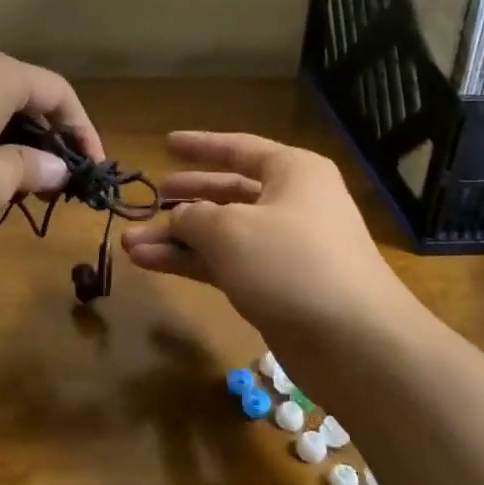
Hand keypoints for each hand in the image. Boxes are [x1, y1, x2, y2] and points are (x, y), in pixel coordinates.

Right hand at [121, 131, 419, 358]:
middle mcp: (290, 204)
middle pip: (228, 194)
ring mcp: (283, 249)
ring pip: (222, 234)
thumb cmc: (291, 262)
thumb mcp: (230, 230)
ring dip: (178, 238)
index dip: (201, 146)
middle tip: (151, 199)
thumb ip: (192, 217)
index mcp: (292, 173)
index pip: (239, 149)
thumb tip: (177, 220)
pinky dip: (191, 263)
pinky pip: (225, 264)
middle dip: (184, 200)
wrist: (352, 341)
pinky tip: (151, 263)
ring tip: (131, 244)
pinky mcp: (275, 287)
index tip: (167, 142)